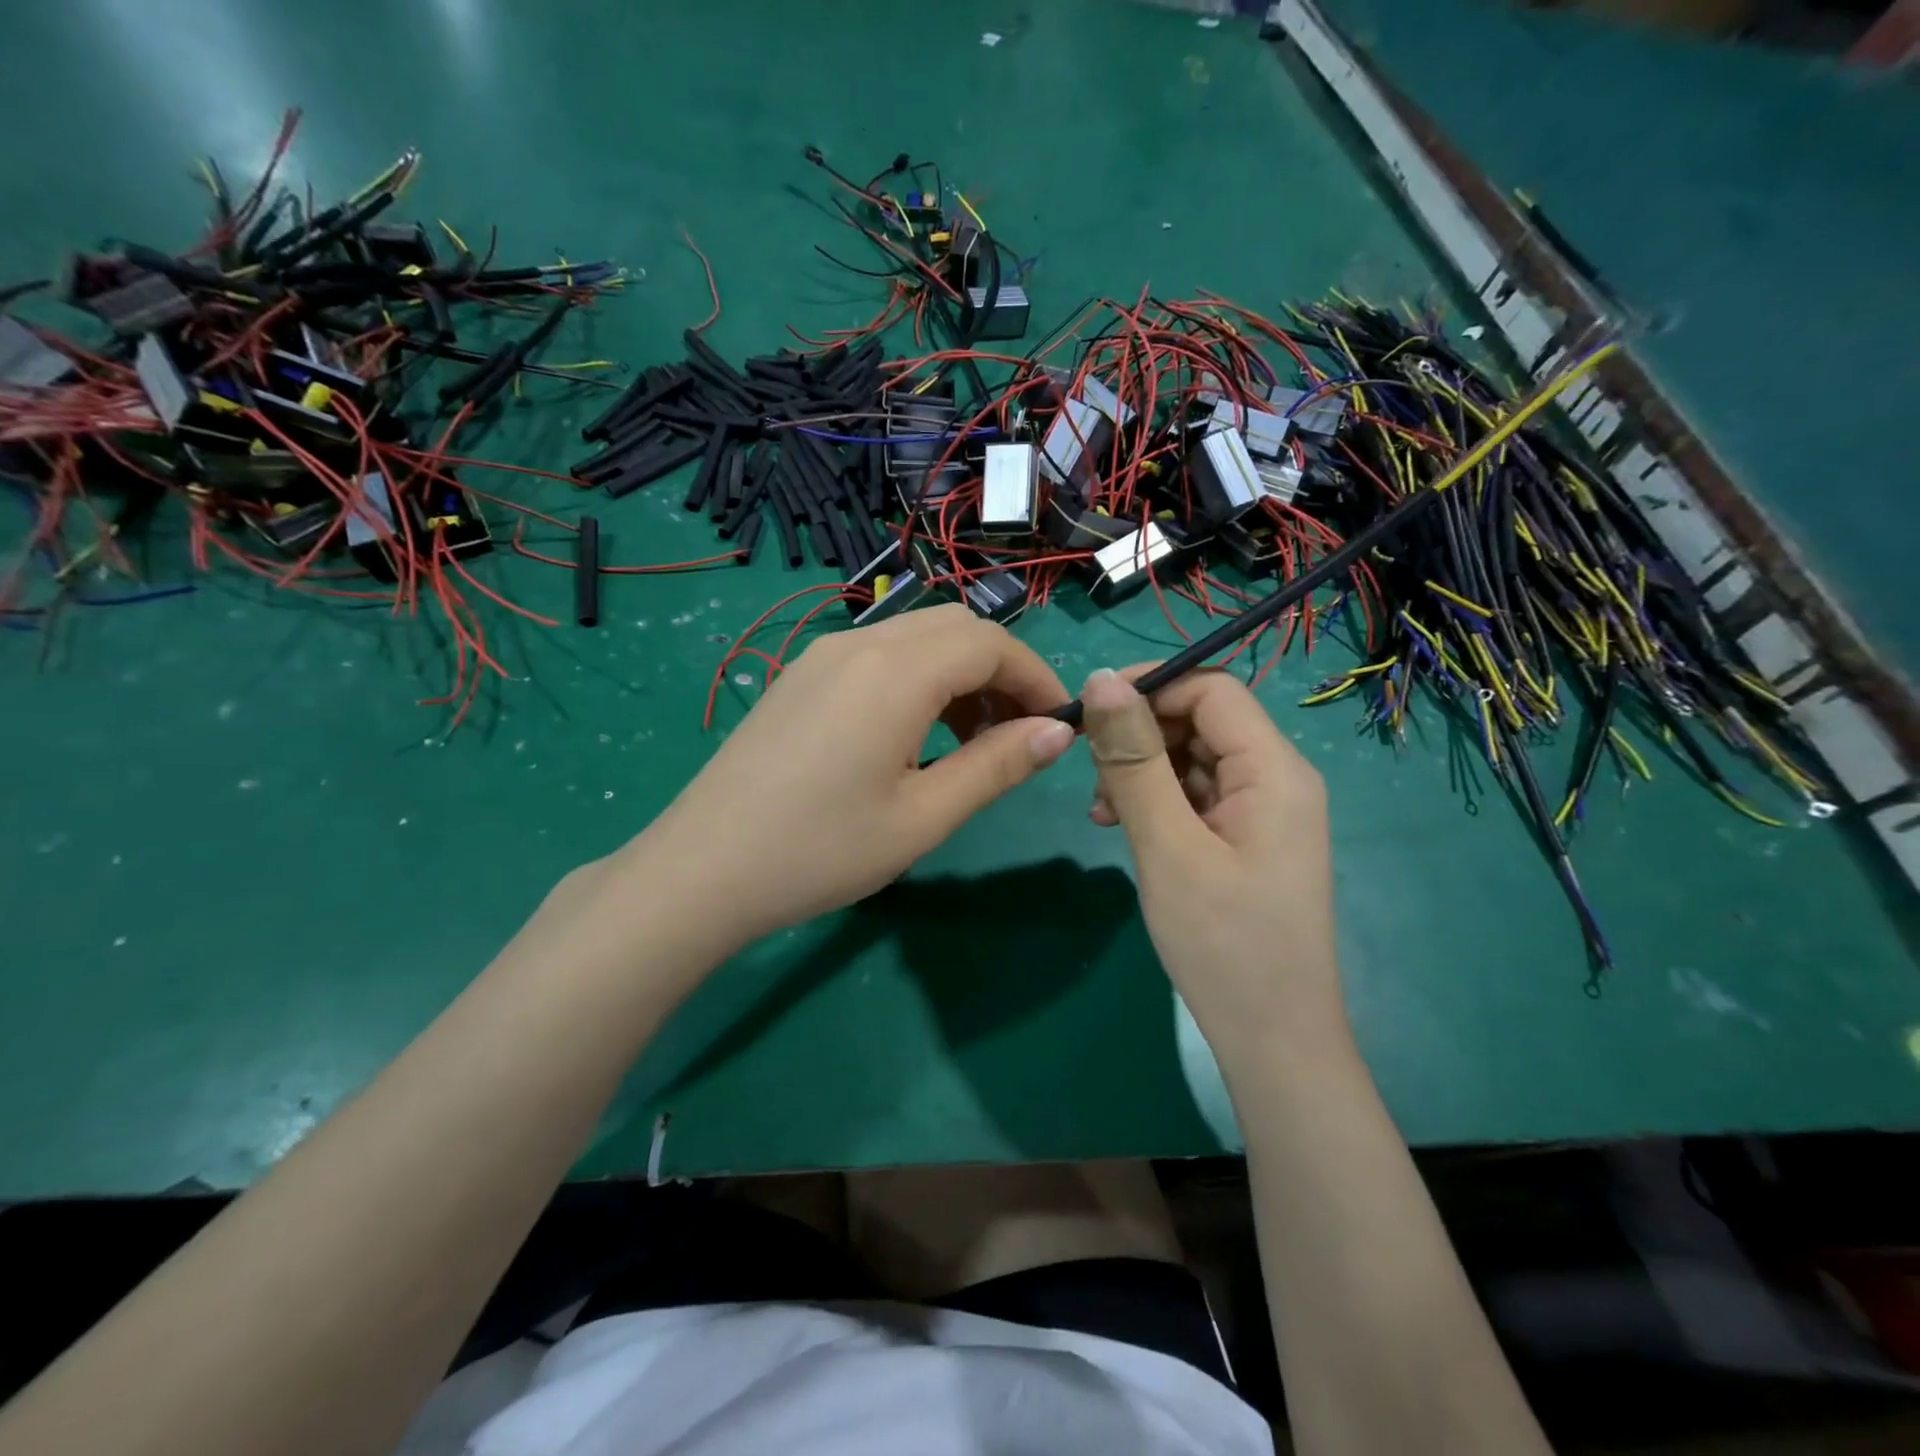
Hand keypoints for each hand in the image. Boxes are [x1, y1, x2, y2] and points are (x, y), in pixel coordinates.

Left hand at [621, 605, 1073, 954]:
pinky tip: (913, 736)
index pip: (990, 645)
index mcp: (894, 672)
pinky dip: (918, 680)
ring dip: (959, 675)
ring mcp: (822, 656)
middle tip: (1017, 734)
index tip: (1060, 725)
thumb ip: (995, 766)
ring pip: (916, 638)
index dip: (1036, 677)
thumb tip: (1057, 732)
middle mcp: (858, 644)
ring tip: (970, 743)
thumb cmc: (820, 851)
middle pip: (955, 628)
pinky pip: (878, 656)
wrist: (701, 870)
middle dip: (1001, 671)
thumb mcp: (922, 817)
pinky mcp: (801, 677)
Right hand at [1080, 666, 1346, 1068]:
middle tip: (1093, 781)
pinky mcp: (1246, 839)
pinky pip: (1196, 797)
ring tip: (1103, 815)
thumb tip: (1101, 680)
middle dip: (1140, 739)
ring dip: (1142, 774)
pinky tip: (1122, 829)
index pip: (1211, 690)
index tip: (1089, 716)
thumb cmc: (1222, 944)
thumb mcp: (1167, 846)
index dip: (1149, 688)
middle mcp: (1277, 779)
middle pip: (1201, 722)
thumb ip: (1134, 760)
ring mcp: (1263, 812)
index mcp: (1274, 770)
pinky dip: (1156, 803)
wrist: (1272, 1041)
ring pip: (1193, 760)